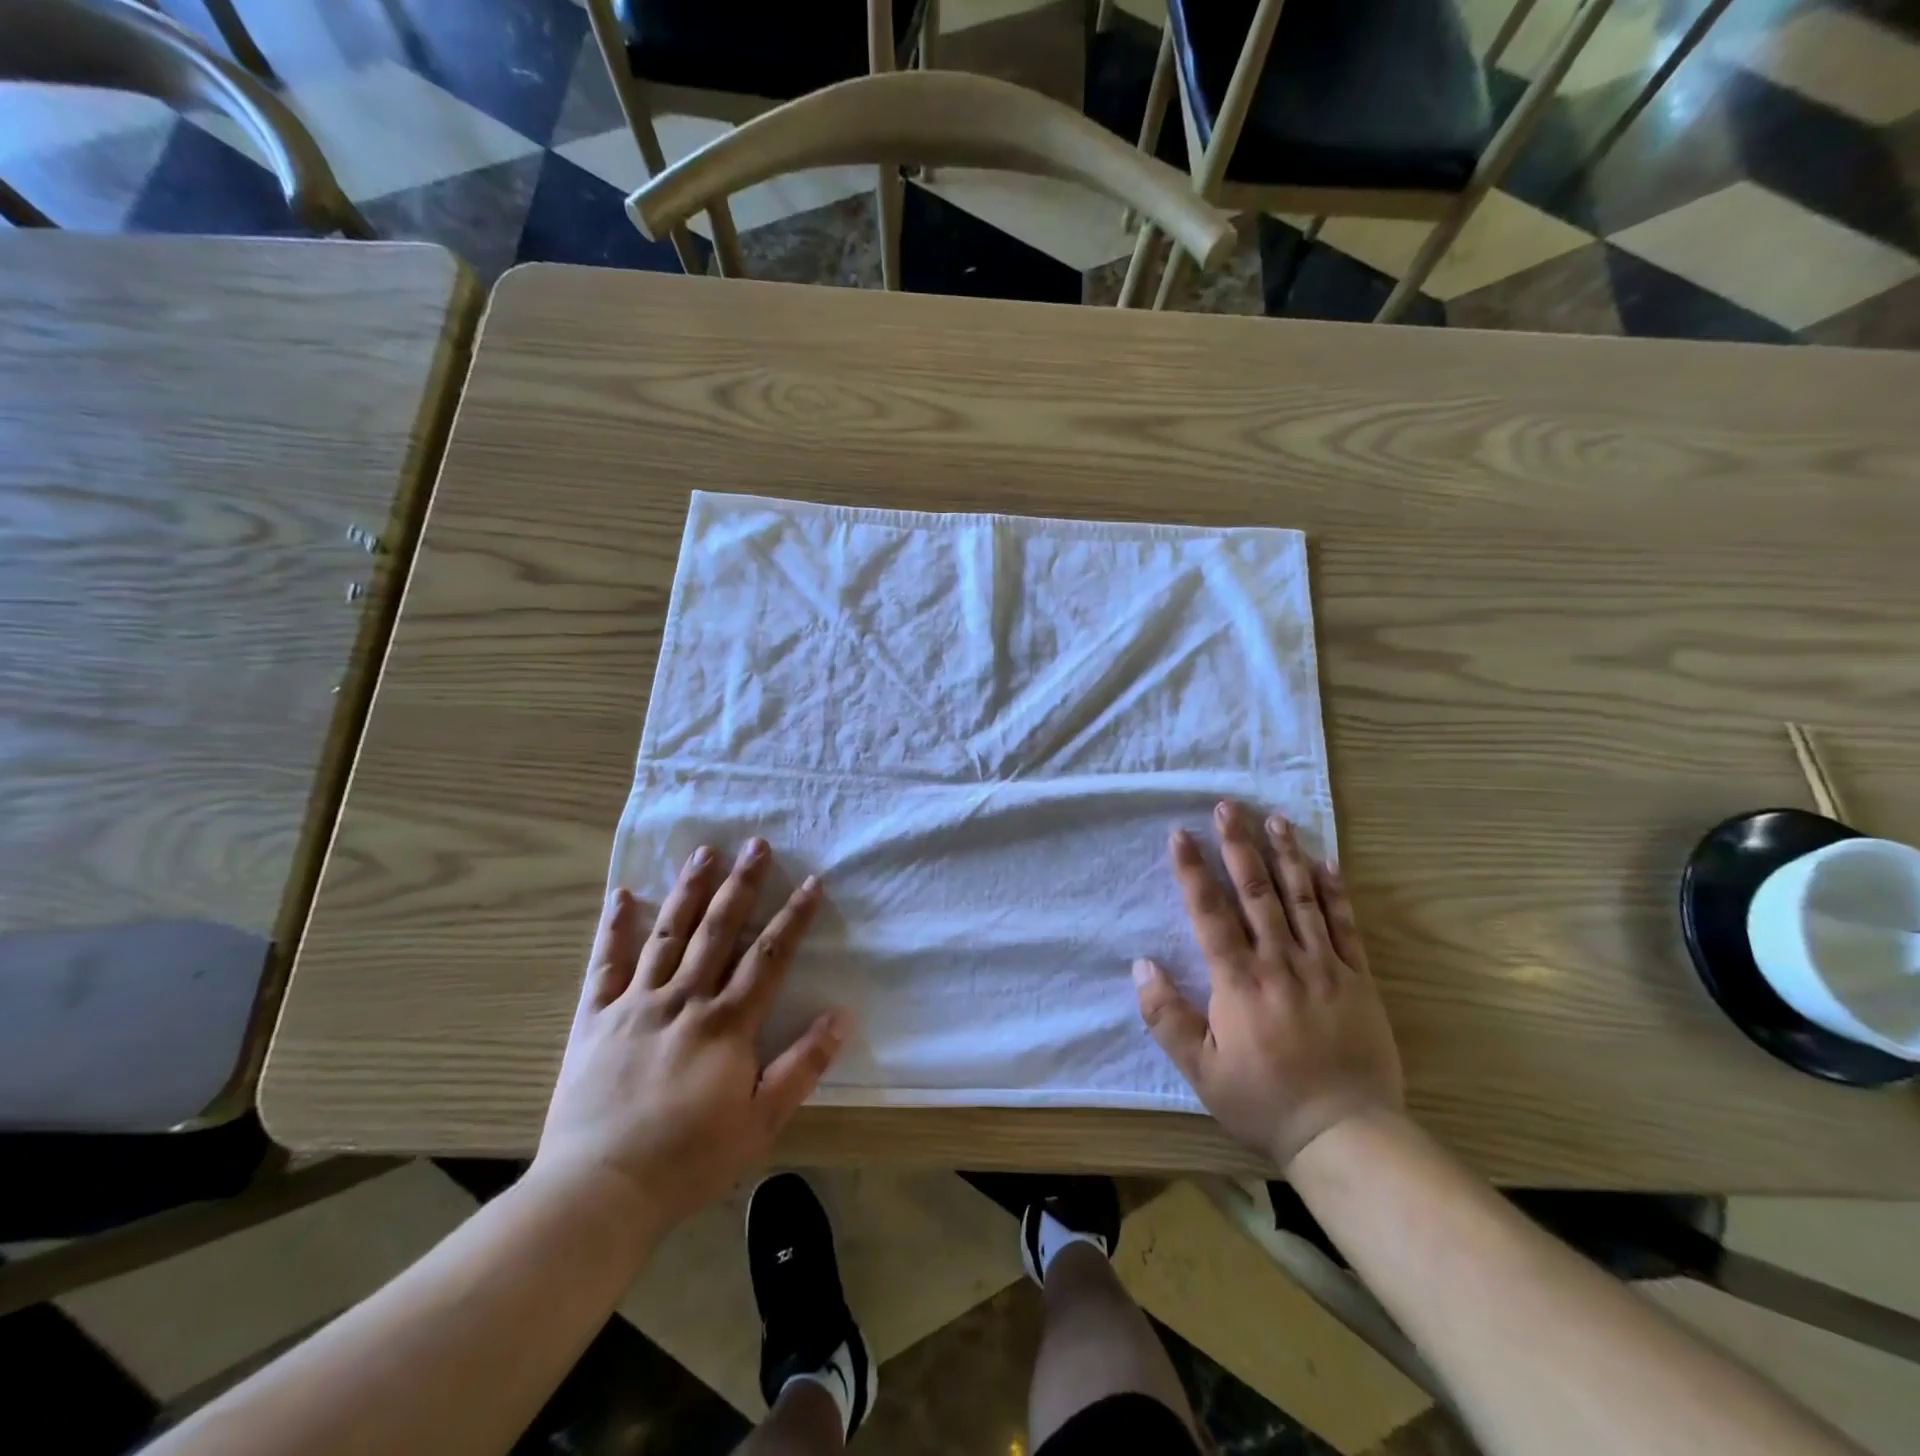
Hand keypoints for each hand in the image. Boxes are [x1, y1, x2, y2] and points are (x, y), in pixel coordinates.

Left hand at [529, 840, 848, 1243]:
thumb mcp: (761, 1122)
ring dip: (688, 890)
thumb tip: (841, 1015)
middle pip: (718, 930)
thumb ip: (802, 1065)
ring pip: (668, 934)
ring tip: (703, 851)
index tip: (810, 882)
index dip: (793, 917)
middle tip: (756, 843)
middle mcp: (683, 1000)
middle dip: (741, 884)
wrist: (597, 1192)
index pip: (768, 957)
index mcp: (726, 1024)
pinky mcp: (594, 1019)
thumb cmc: (688, 1160)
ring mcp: (635, 1004)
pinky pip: (605, 964)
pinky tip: (623, 895)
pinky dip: (615, 928)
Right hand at [1134, 803, 1403, 1168]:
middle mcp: (1281, 963)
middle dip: (1239, 846)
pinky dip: (1335, 891)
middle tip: (1228, 807)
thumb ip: (1167, 1017)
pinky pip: (1346, 926)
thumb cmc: (1264, 1100)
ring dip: (1285, 856)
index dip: (1193, 872)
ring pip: (1302, 899)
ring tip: (1274, 819)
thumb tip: (1141, 965)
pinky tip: (1325, 862)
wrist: (1346, 1133)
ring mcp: (1325, 967)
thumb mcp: (1202, 1071)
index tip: (1180, 834)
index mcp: (1240, 982)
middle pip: (1257, 893)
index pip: (1211, 914)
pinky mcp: (1359, 979)